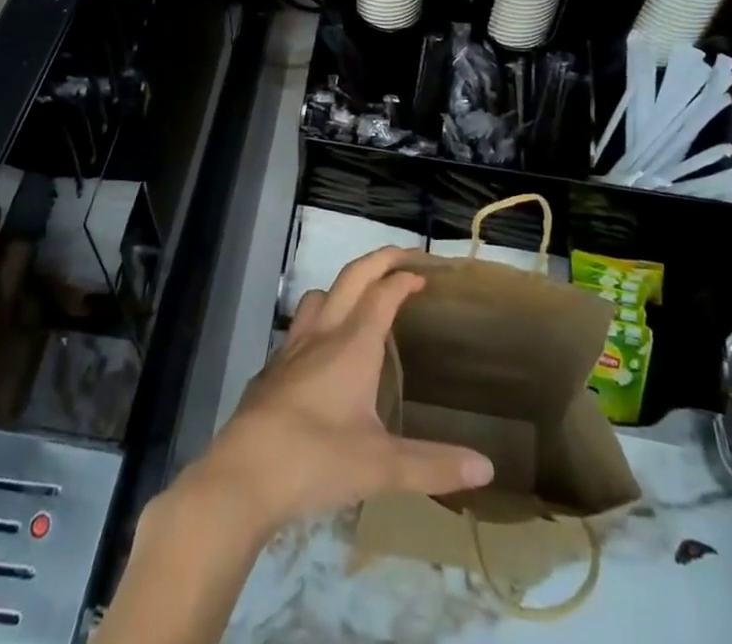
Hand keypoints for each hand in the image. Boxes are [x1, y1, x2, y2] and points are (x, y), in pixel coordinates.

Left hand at [178, 247, 493, 536]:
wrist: (244, 473)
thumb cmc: (317, 460)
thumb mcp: (382, 467)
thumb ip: (434, 465)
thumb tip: (487, 468)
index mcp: (353, 344)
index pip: (383, 293)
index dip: (404, 279)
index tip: (424, 275)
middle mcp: (323, 333)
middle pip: (352, 276)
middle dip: (379, 259)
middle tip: (403, 257)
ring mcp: (293, 347)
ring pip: (320, 294)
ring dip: (345, 285)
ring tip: (364, 299)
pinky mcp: (273, 367)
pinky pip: (301, 325)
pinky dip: (321, 318)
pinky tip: (324, 350)